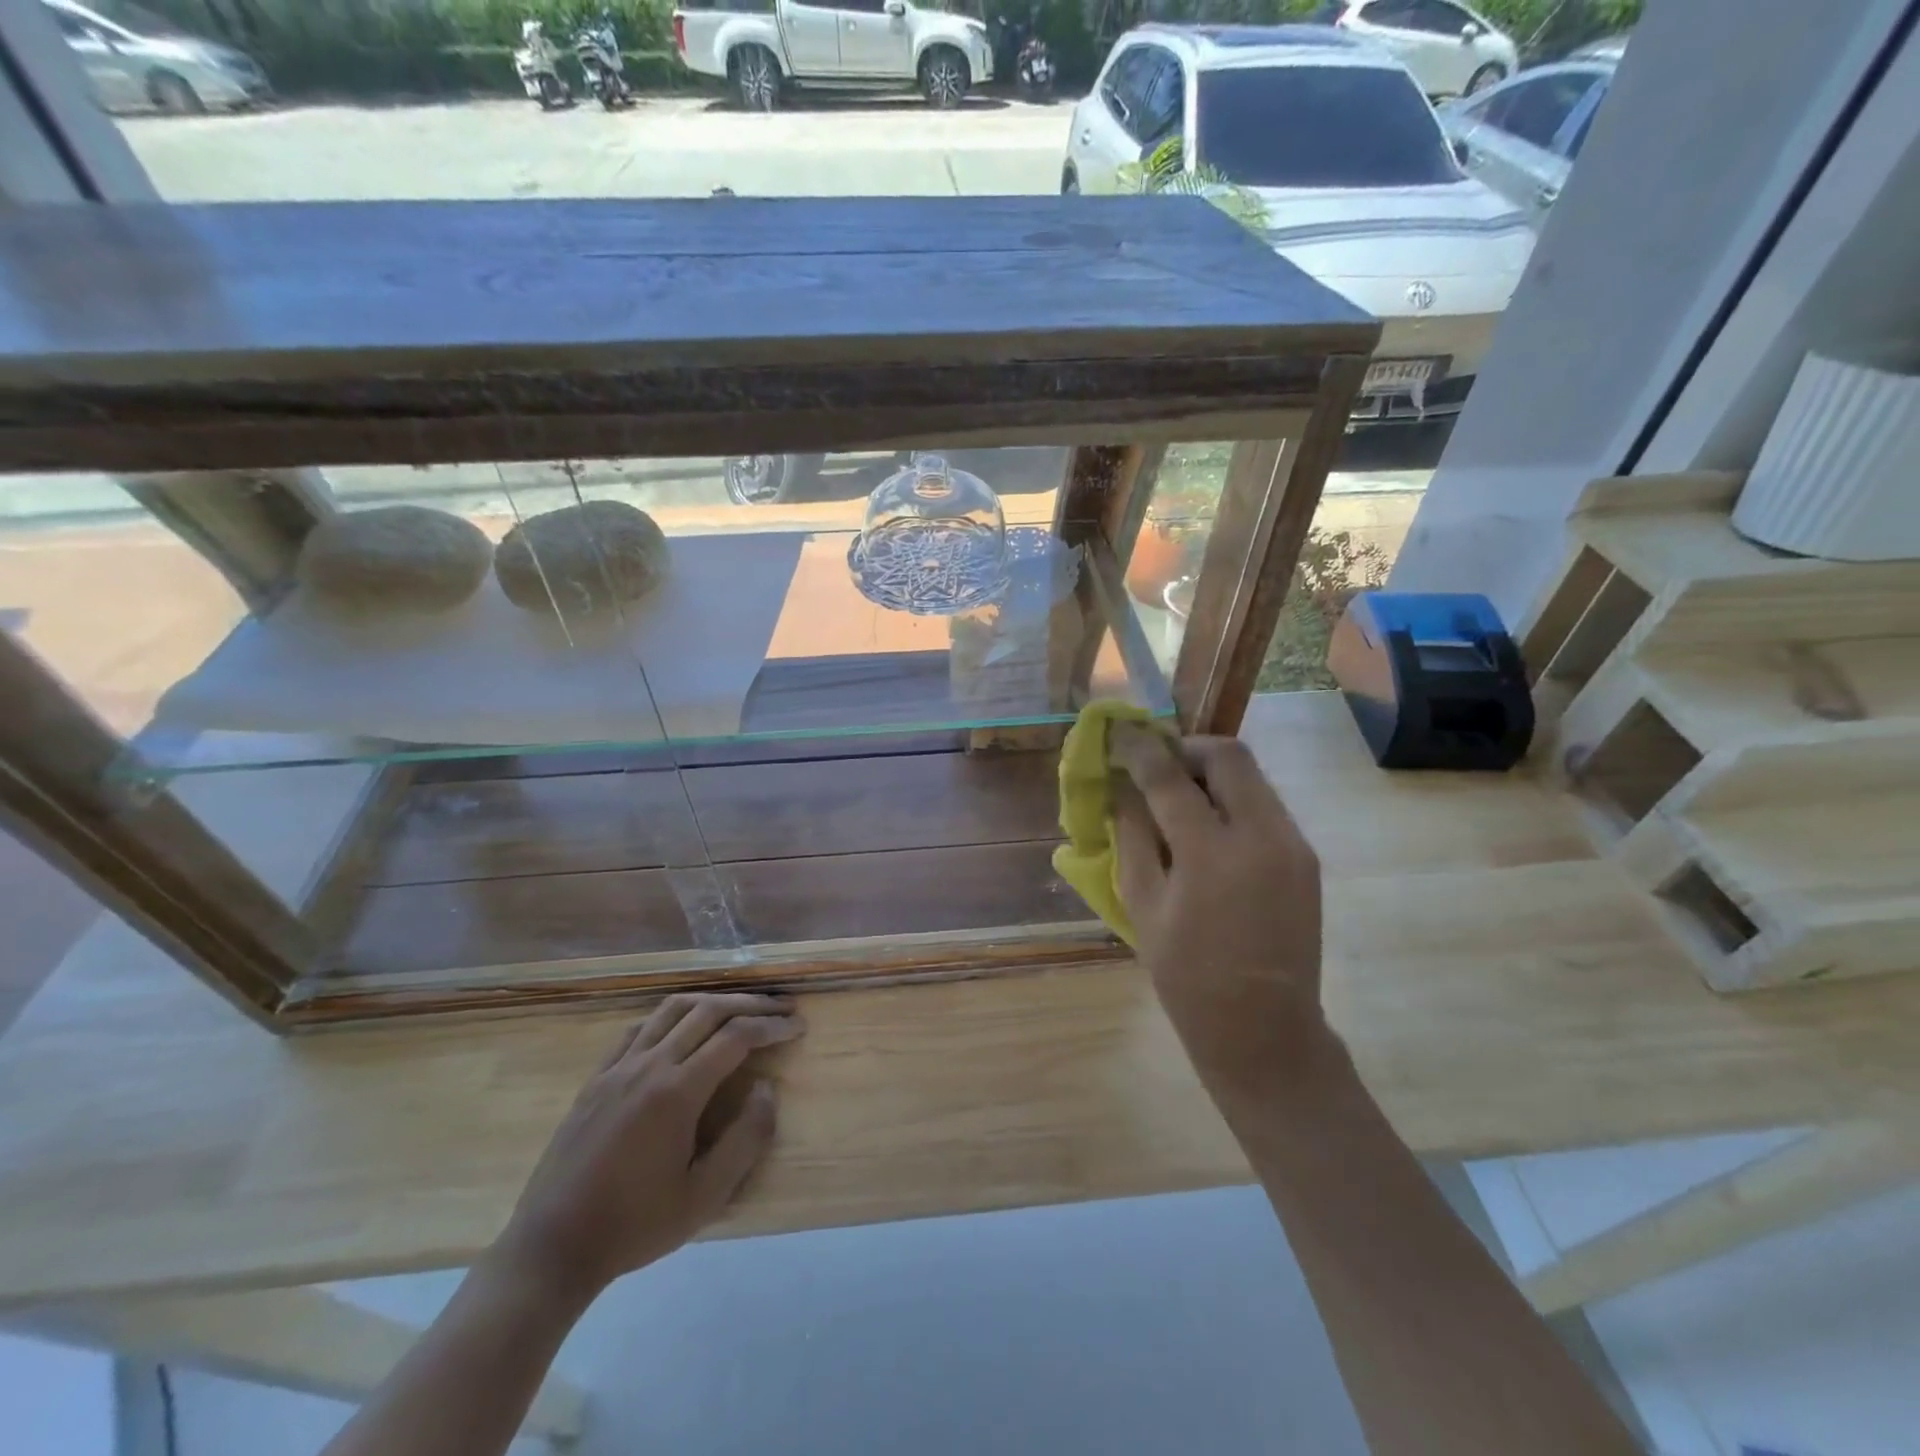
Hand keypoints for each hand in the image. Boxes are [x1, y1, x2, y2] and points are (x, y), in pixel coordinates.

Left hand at [490, 993, 803, 1305]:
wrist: (551, 1247)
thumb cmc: (634, 1226)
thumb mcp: (704, 1197)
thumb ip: (745, 1139)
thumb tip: (767, 1088)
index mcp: (677, 1092)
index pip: (736, 1037)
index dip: (772, 1027)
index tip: (797, 1027)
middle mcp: (649, 1065)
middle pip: (709, 1011)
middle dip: (751, 1004)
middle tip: (781, 1009)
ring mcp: (618, 1067)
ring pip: (673, 1009)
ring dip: (713, 1000)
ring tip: (740, 1008)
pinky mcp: (596, 1077)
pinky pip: (639, 1028)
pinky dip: (671, 1016)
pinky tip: (682, 1027)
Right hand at [1110, 728, 1330, 1092]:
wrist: (1265, 1030)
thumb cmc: (1188, 978)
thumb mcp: (1142, 907)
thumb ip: (1131, 838)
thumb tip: (1121, 790)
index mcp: (1211, 855)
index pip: (1169, 776)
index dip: (1139, 748)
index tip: (1118, 734)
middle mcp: (1261, 836)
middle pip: (1228, 755)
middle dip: (1185, 748)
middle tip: (1155, 764)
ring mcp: (1292, 844)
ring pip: (1251, 776)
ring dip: (1210, 772)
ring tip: (1177, 796)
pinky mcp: (1305, 857)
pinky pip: (1264, 805)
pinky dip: (1231, 799)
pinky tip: (1208, 828)